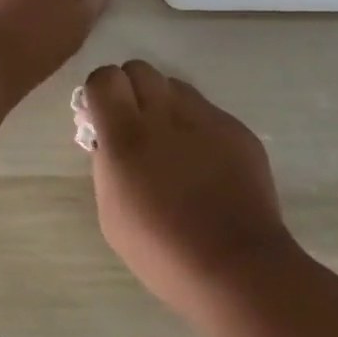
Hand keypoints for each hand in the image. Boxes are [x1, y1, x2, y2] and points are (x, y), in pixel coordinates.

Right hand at [81, 61, 297, 320]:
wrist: (237, 267)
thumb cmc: (163, 252)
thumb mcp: (112, 213)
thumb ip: (107, 163)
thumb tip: (109, 137)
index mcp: (127, 136)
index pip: (104, 78)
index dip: (100, 92)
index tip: (102, 117)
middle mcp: (166, 115)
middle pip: (139, 69)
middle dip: (131, 90)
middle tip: (135, 124)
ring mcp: (207, 118)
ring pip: (176, 86)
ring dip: (165, 104)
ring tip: (172, 143)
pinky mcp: (237, 128)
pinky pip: (208, 111)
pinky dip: (198, 127)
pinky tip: (205, 164)